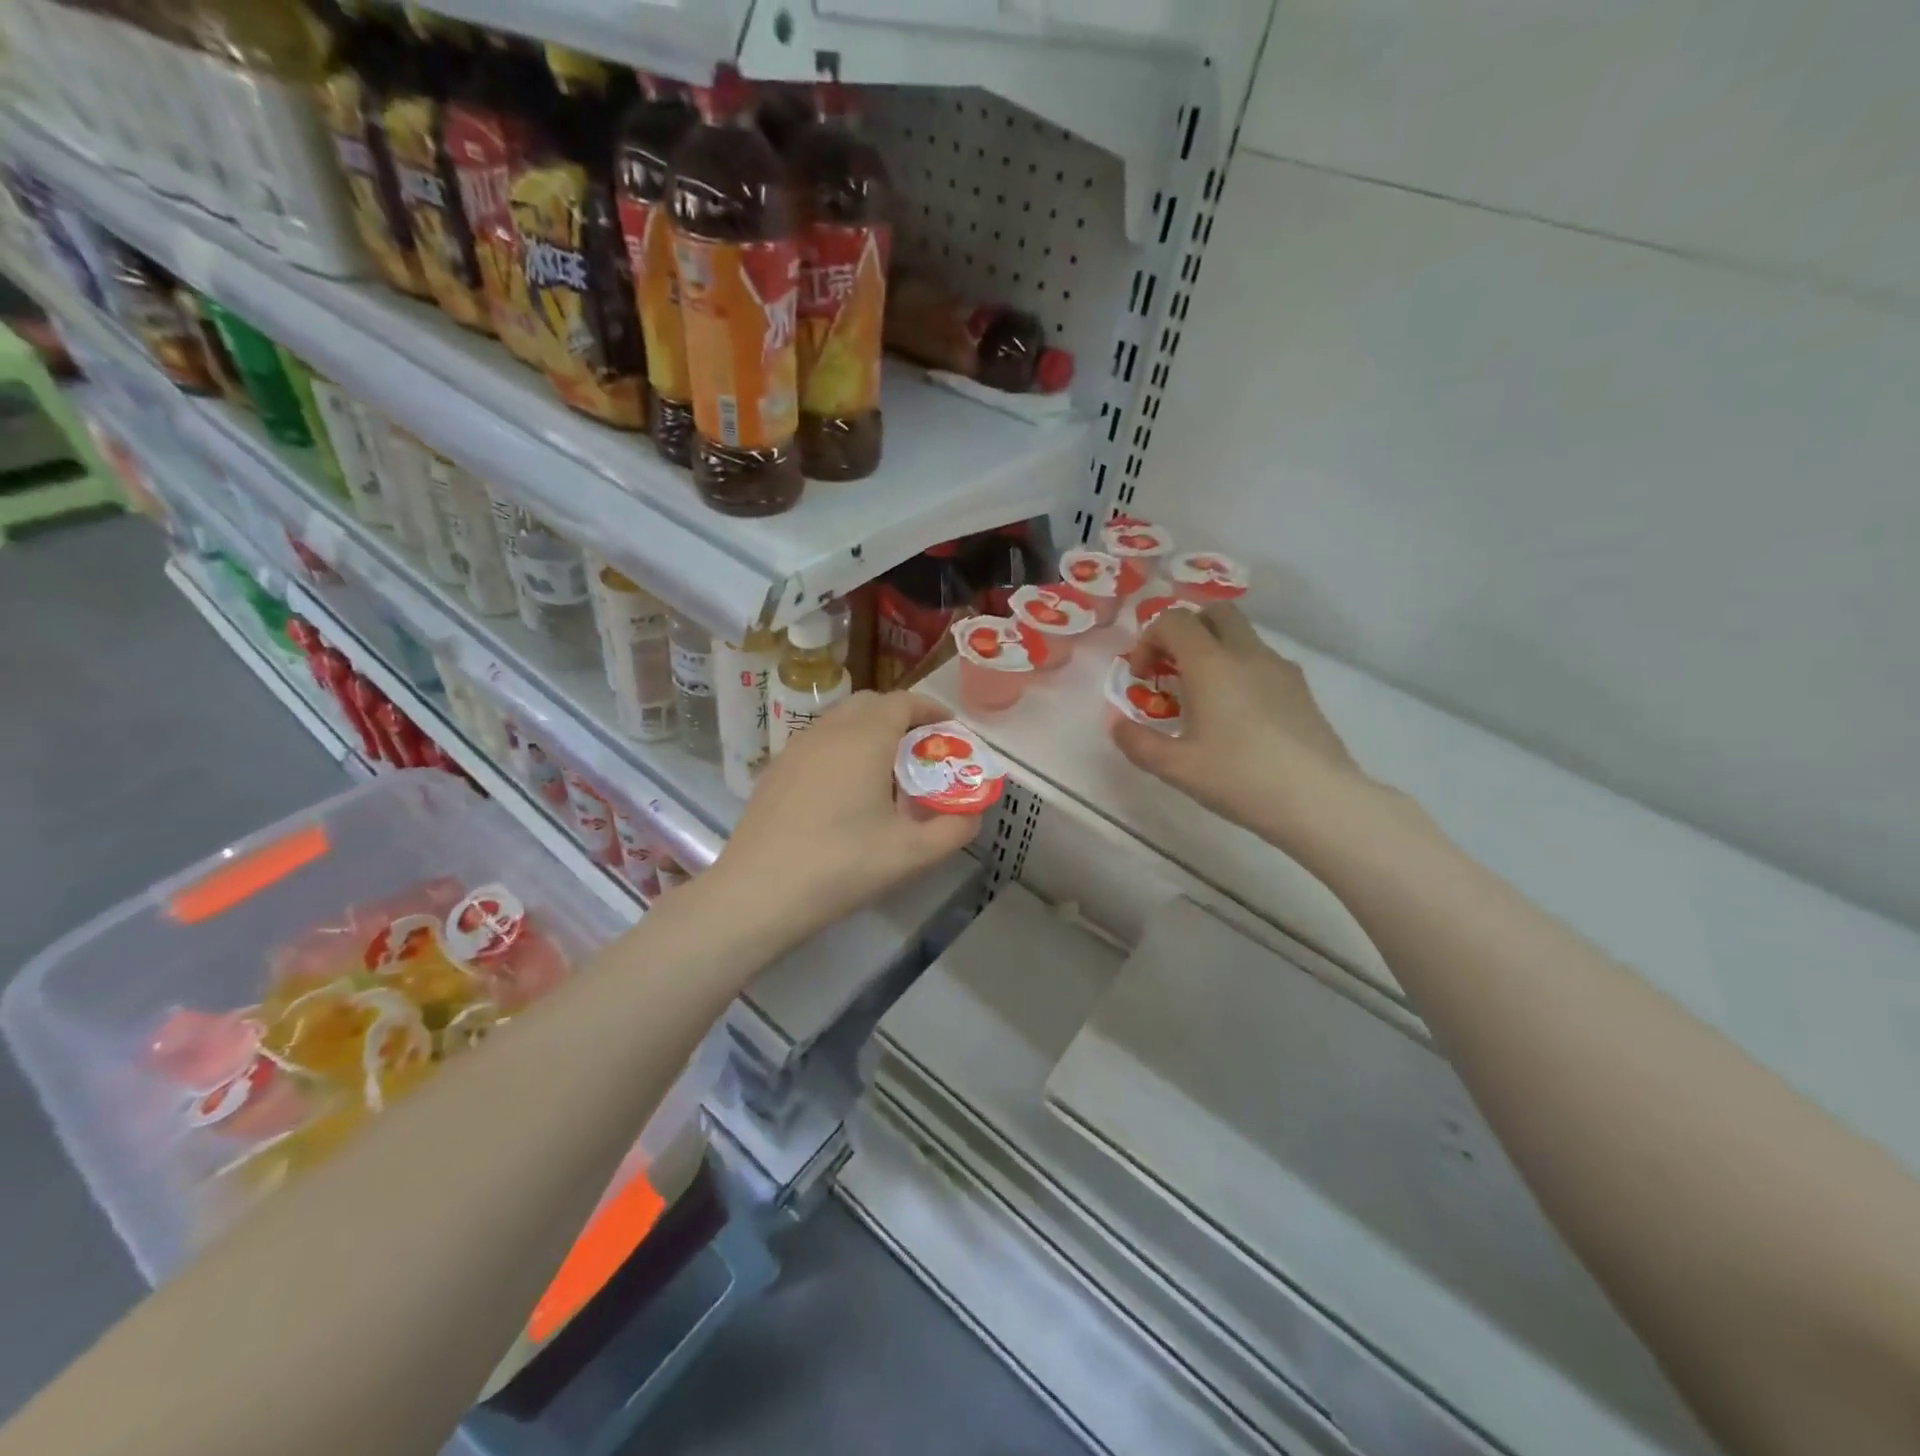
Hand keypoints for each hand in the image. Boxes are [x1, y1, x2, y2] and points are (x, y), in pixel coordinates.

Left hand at [714, 691, 981, 939]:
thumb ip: (954, 829)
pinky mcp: (774, 771)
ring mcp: (795, 748)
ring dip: (869, 733)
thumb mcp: (912, 854)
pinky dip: (841, 750)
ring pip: (840, 722)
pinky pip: (818, 743)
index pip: (903, 702)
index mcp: (864, 738)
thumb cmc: (842, 866)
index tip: (949, 732)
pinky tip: (845, 794)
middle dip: (901, 718)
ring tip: (886, 774)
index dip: (931, 711)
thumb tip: (973, 813)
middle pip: (870, 704)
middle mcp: (828, 731)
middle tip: (921, 753)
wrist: (758, 893)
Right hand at [1110, 606, 1369, 846]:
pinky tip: (1238, 715)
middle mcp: (1246, 654)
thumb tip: (1116, 723)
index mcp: (1211, 664)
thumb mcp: (1176, 768)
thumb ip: (1137, 742)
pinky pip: (1261, 660)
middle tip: (1172, 670)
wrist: (1318, 799)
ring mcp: (1279, 668)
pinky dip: (1239, 669)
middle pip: (1213, 613)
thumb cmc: (1239, 778)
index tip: (1142, 676)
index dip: (1148, 639)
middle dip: (1185, 631)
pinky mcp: (1301, 689)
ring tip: (1203, 697)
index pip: (1173, 620)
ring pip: (1241, 635)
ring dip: (1214, 650)